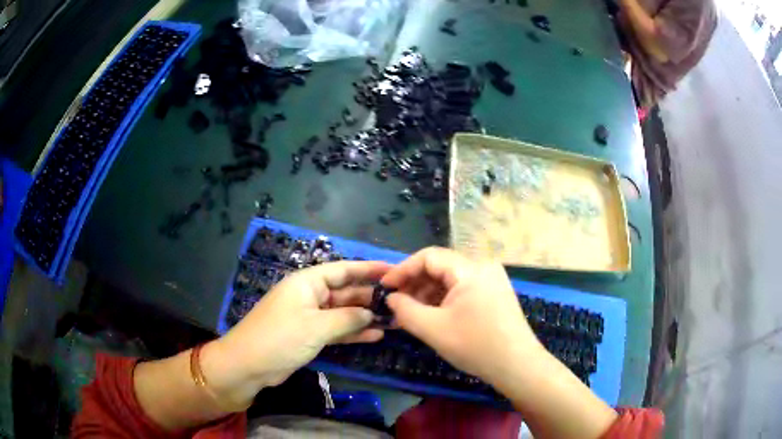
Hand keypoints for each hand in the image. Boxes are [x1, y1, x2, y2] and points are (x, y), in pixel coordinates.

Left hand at [202, 261, 389, 406]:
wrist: (249, 365)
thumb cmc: (281, 338)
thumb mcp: (316, 326)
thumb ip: (348, 319)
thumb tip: (371, 314)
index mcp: (307, 282)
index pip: (343, 269)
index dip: (368, 269)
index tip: (393, 271)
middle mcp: (309, 295)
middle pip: (345, 291)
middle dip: (370, 297)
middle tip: (400, 302)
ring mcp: (309, 317)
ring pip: (343, 313)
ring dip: (365, 317)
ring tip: (394, 319)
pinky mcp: (309, 335)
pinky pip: (336, 329)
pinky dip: (353, 332)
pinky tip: (375, 336)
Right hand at [381, 247, 543, 386]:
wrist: (517, 365)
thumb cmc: (476, 346)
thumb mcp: (433, 329)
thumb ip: (405, 310)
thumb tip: (391, 298)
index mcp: (471, 269)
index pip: (429, 256)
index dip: (403, 270)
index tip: (385, 287)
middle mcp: (483, 266)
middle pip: (441, 266)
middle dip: (415, 283)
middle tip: (396, 303)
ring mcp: (492, 280)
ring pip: (451, 278)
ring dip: (428, 293)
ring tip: (411, 312)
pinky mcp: (495, 293)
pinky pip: (463, 288)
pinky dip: (444, 299)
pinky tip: (432, 315)